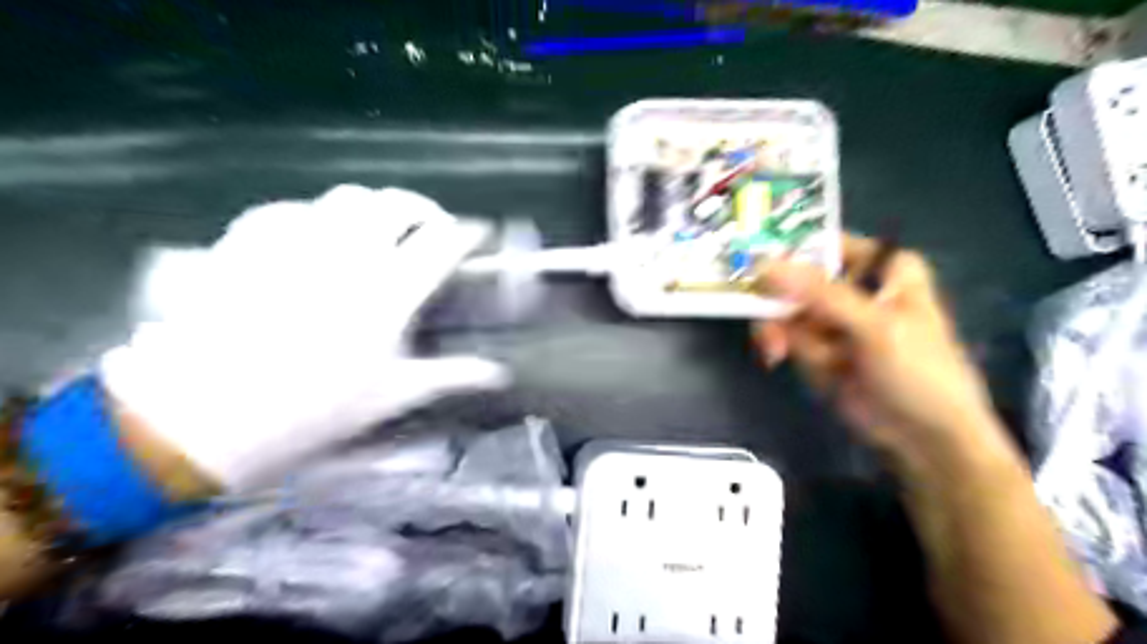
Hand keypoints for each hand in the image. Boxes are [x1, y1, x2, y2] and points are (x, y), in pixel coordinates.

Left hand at [98, 185, 510, 489]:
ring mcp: (298, 242)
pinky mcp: (252, 241)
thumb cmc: (314, 410)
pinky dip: (316, 216)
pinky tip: (316, 239)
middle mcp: (350, 255)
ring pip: (349, 198)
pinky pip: (294, 208)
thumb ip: (452, 375)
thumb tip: (499, 374)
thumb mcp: (393, 395)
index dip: (468, 234)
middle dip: (425, 209)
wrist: (205, 416)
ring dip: (375, 208)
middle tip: (430, 229)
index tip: (478, 235)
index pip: (443, 243)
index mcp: (390, 293)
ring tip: (378, 231)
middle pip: (399, 204)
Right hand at [760, 234, 1006, 471]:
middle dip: (777, 302)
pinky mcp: (817, 347)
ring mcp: (832, 318)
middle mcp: (853, 287)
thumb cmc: (918, 371)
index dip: (789, 252)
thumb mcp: (875, 326)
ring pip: (784, 309)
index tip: (754, 264)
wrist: (924, 438)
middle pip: (794, 279)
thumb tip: (763, 264)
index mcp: (881, 267)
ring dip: (778, 331)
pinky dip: (780, 348)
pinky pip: (784, 335)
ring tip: (777, 352)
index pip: (826, 244)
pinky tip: (777, 359)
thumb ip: (821, 293)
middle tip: (763, 318)